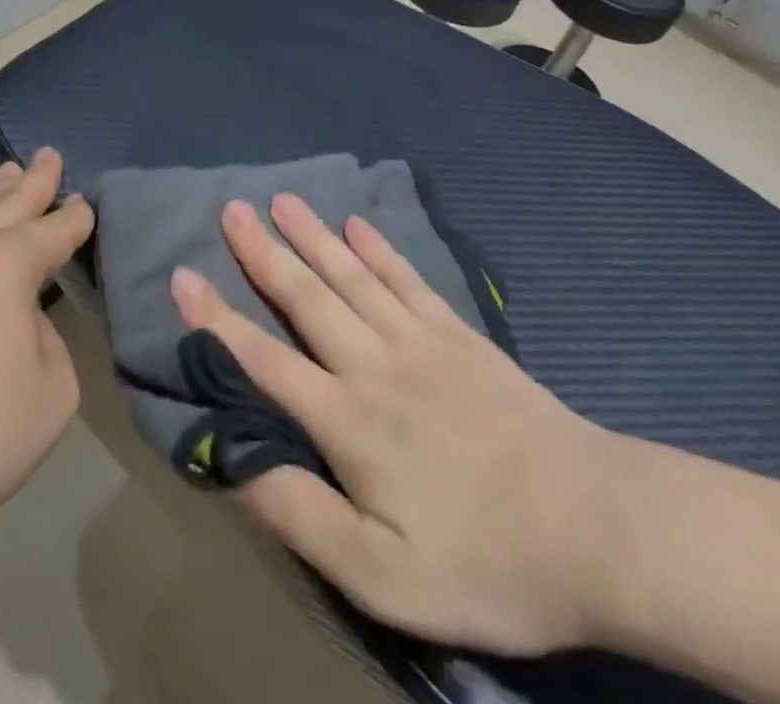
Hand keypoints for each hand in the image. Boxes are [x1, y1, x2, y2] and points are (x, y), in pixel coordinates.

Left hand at [0, 149, 94, 573]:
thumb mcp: (51, 395)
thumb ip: (49, 343)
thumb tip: (18, 325)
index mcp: (3, 263)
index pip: (53, 229)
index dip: (75, 217)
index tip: (86, 204)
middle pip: (4, 204)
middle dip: (32, 181)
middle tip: (48, 155)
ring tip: (4, 176)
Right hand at [171, 197, 622, 657]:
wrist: (597, 528)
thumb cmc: (486, 561)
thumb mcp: (384, 579)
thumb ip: (304, 518)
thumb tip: (237, 467)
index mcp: (348, 421)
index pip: (265, 361)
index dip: (217, 321)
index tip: (182, 277)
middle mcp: (374, 364)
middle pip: (307, 298)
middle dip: (263, 254)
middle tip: (232, 209)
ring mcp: (420, 341)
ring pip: (352, 276)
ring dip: (313, 236)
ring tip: (282, 199)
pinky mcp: (459, 335)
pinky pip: (408, 280)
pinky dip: (380, 249)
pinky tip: (360, 224)